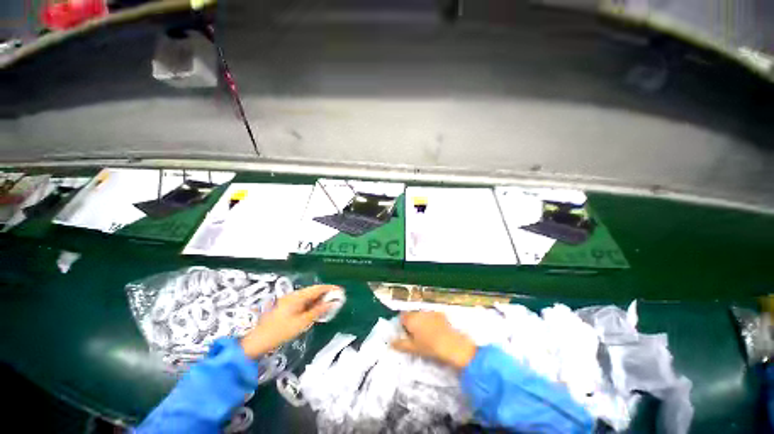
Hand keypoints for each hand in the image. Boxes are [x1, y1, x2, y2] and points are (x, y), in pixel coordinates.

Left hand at [240, 285, 342, 358]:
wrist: (258, 341)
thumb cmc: (281, 332)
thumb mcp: (302, 322)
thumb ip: (318, 311)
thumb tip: (331, 303)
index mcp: (297, 297)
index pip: (317, 289)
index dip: (329, 288)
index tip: (340, 290)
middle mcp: (293, 295)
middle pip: (313, 291)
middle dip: (325, 293)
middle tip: (337, 298)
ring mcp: (289, 300)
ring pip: (308, 296)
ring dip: (319, 299)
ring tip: (330, 303)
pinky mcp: (287, 306)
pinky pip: (303, 301)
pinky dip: (312, 304)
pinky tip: (317, 309)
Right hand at [391, 311, 476, 369]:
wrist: (451, 345)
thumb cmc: (429, 347)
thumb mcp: (413, 348)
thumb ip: (400, 344)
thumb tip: (390, 342)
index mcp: (411, 319)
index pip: (402, 316)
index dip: (402, 324)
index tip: (406, 333)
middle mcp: (419, 312)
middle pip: (412, 314)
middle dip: (412, 321)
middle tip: (416, 335)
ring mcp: (430, 311)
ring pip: (422, 314)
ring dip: (421, 320)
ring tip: (426, 333)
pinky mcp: (440, 313)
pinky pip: (431, 315)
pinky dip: (431, 320)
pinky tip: (436, 330)